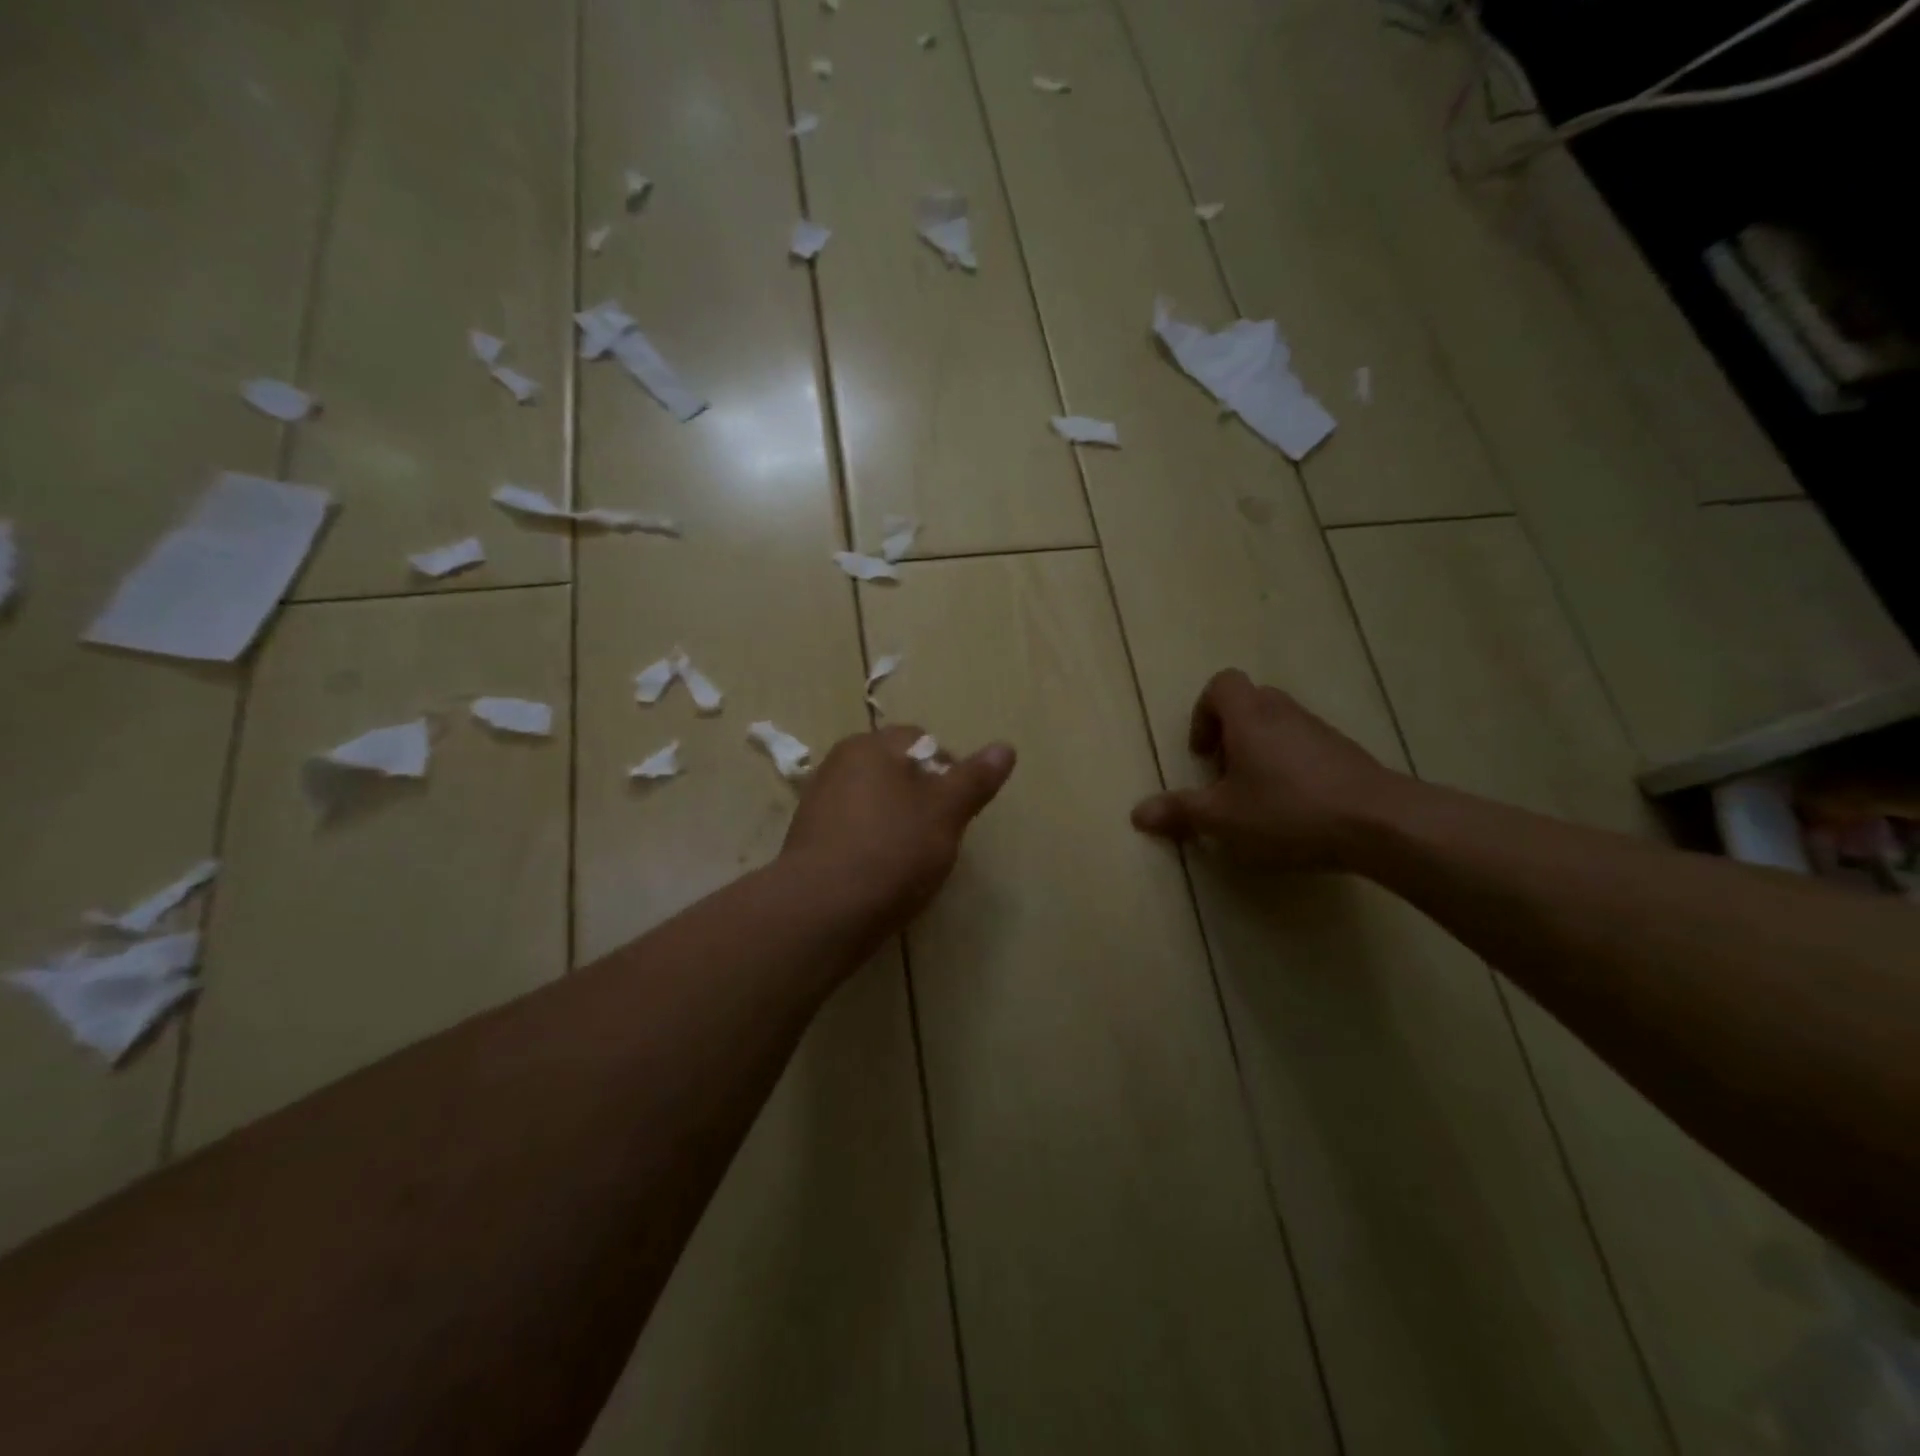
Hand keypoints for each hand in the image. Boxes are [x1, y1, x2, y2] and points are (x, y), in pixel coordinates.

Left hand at [782, 726, 1016, 931]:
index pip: (922, 741)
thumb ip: (974, 779)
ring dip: (898, 822)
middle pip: (896, 771)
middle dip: (922, 798)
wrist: (821, 911)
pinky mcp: (809, 840)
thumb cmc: (892, 850)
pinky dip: (872, 844)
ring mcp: (819, 802)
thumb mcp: (946, 812)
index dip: (949, 772)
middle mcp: (839, 764)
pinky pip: (854, 831)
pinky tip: (882, 874)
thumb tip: (1005, 747)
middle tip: (939, 836)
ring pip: (876, 802)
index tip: (958, 810)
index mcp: (870, 746)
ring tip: (911, 860)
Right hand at [1130, 669, 1403, 869]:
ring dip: (1261, 751)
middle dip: (1231, 734)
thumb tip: (1137, 813)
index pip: (1221, 684)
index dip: (1203, 713)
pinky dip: (1292, 767)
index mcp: (1249, 717)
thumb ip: (1179, 812)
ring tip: (1259, 797)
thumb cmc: (1288, 811)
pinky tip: (1295, 808)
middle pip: (1250, 702)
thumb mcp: (1222, 819)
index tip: (1203, 754)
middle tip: (1226, 776)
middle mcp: (1284, 713)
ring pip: (1280, 725)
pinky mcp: (1347, 754)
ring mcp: (1321, 731)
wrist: (1380, 823)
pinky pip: (1307, 747)